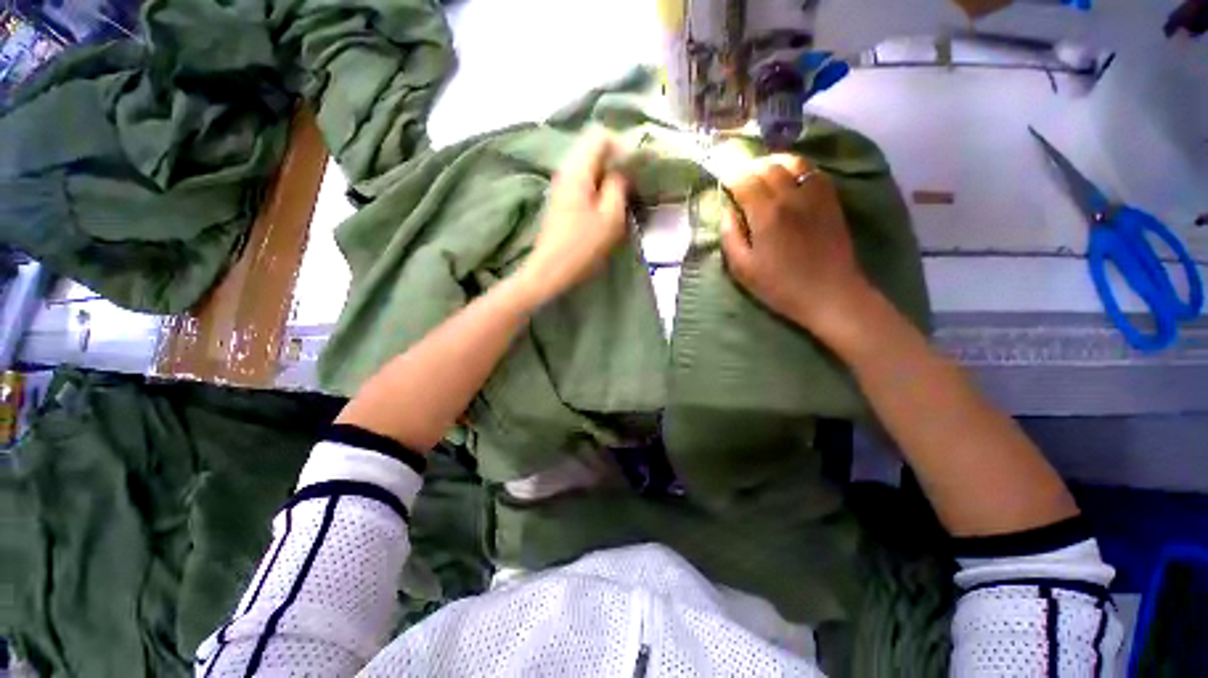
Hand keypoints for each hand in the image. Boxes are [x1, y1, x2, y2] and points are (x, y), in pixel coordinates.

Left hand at [516, 128, 629, 306]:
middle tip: (633, 182)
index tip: (636, 167)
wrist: (551, 270)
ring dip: (608, 175)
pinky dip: (598, 186)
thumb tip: (622, 170)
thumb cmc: (582, 246)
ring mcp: (561, 185)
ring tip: (623, 195)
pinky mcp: (562, 199)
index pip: (600, 134)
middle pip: (593, 147)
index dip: (622, 144)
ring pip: (589, 165)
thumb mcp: (610, 217)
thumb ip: (618, 186)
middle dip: (616, 160)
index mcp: (577, 170)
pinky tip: (607, 204)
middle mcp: (566, 170)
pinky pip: (584, 181)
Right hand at [720, 154, 870, 334]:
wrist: (829, 294)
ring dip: (772, 161)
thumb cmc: (780, 286)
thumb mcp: (743, 268)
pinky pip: (813, 171)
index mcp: (766, 214)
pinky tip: (789, 175)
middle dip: (748, 168)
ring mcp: (815, 195)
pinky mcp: (831, 199)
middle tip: (738, 176)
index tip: (722, 179)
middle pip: (766, 167)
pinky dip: (796, 166)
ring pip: (792, 162)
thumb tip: (727, 210)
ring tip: (761, 170)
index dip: (730, 177)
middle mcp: (791, 196)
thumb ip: (730, 236)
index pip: (744, 181)